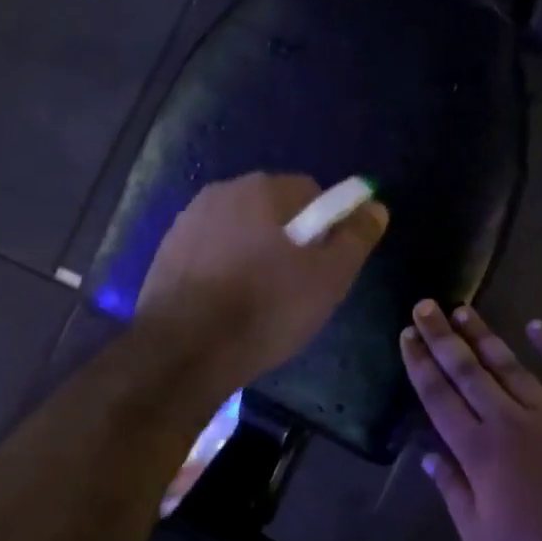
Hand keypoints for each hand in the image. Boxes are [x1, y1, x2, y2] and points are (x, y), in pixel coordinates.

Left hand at [138, 173, 388, 393]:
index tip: (325, 265)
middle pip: (273, 209)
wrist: (183, 351)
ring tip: (259, 299)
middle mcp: (222, 191)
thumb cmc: (265, 310)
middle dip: (289, 238)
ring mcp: (188, 220)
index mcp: (263, 189)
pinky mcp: (167, 251)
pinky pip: (211, 250)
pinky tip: (227, 303)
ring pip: (240, 230)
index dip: (327, 227)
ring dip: (255, 252)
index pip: (312, 192)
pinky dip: (225, 267)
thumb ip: (356, 237)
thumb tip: (374, 205)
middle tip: (297, 285)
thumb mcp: (328, 278)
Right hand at [401, 302, 541, 540]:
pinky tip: (536, 325)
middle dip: (443, 337)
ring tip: (463, 310)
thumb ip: (452, 489)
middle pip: (468, 370)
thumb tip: (428, 455)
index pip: (439, 396)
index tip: (407, 335)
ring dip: (484, 335)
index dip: (421, 364)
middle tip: (425, 306)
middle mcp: (506, 419)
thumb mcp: (478, 532)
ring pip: (509, 365)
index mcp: (476, 448)